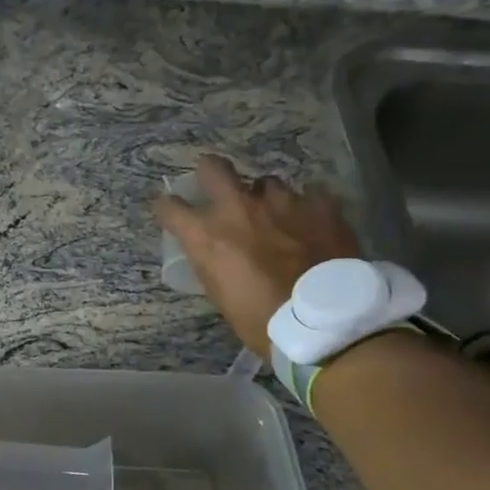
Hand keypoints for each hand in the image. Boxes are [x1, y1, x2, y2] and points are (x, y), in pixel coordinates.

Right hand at [154, 155, 362, 358]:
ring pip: (267, 183)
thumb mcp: (221, 295)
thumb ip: (213, 262)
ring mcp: (282, 201)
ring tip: (277, 217)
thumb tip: (214, 249)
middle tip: (217, 186)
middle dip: (210, 172)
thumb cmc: (261, 320)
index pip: (169, 208)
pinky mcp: (320, 204)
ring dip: (265, 198)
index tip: (170, 211)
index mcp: (208, 235)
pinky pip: (309, 197)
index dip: (167, 208)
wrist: (322, 322)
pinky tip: (312, 226)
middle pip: (213, 168)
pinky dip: (306, 210)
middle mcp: (239, 208)